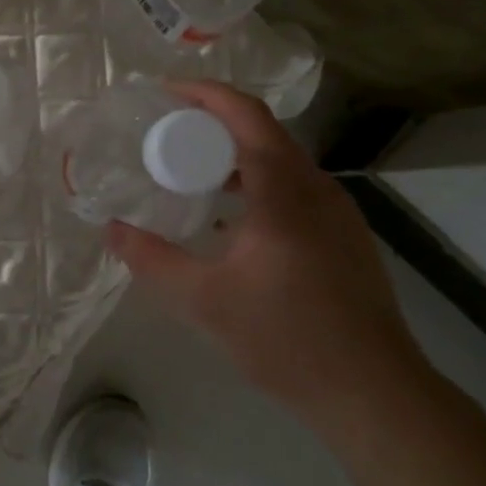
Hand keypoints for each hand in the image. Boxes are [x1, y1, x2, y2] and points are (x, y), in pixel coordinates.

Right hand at [106, 80, 428, 426]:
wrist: (375, 393)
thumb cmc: (286, 338)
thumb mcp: (203, 301)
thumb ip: (151, 259)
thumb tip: (111, 230)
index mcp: (284, 191)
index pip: (246, 115)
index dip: (205, 93)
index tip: (164, 91)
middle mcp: (316, 188)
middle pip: (263, 131)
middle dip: (212, 121)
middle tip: (166, 131)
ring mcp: (338, 212)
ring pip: (281, 160)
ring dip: (235, 153)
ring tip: (191, 170)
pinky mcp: (345, 235)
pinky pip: (294, 186)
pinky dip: (256, 180)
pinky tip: (232, 217)